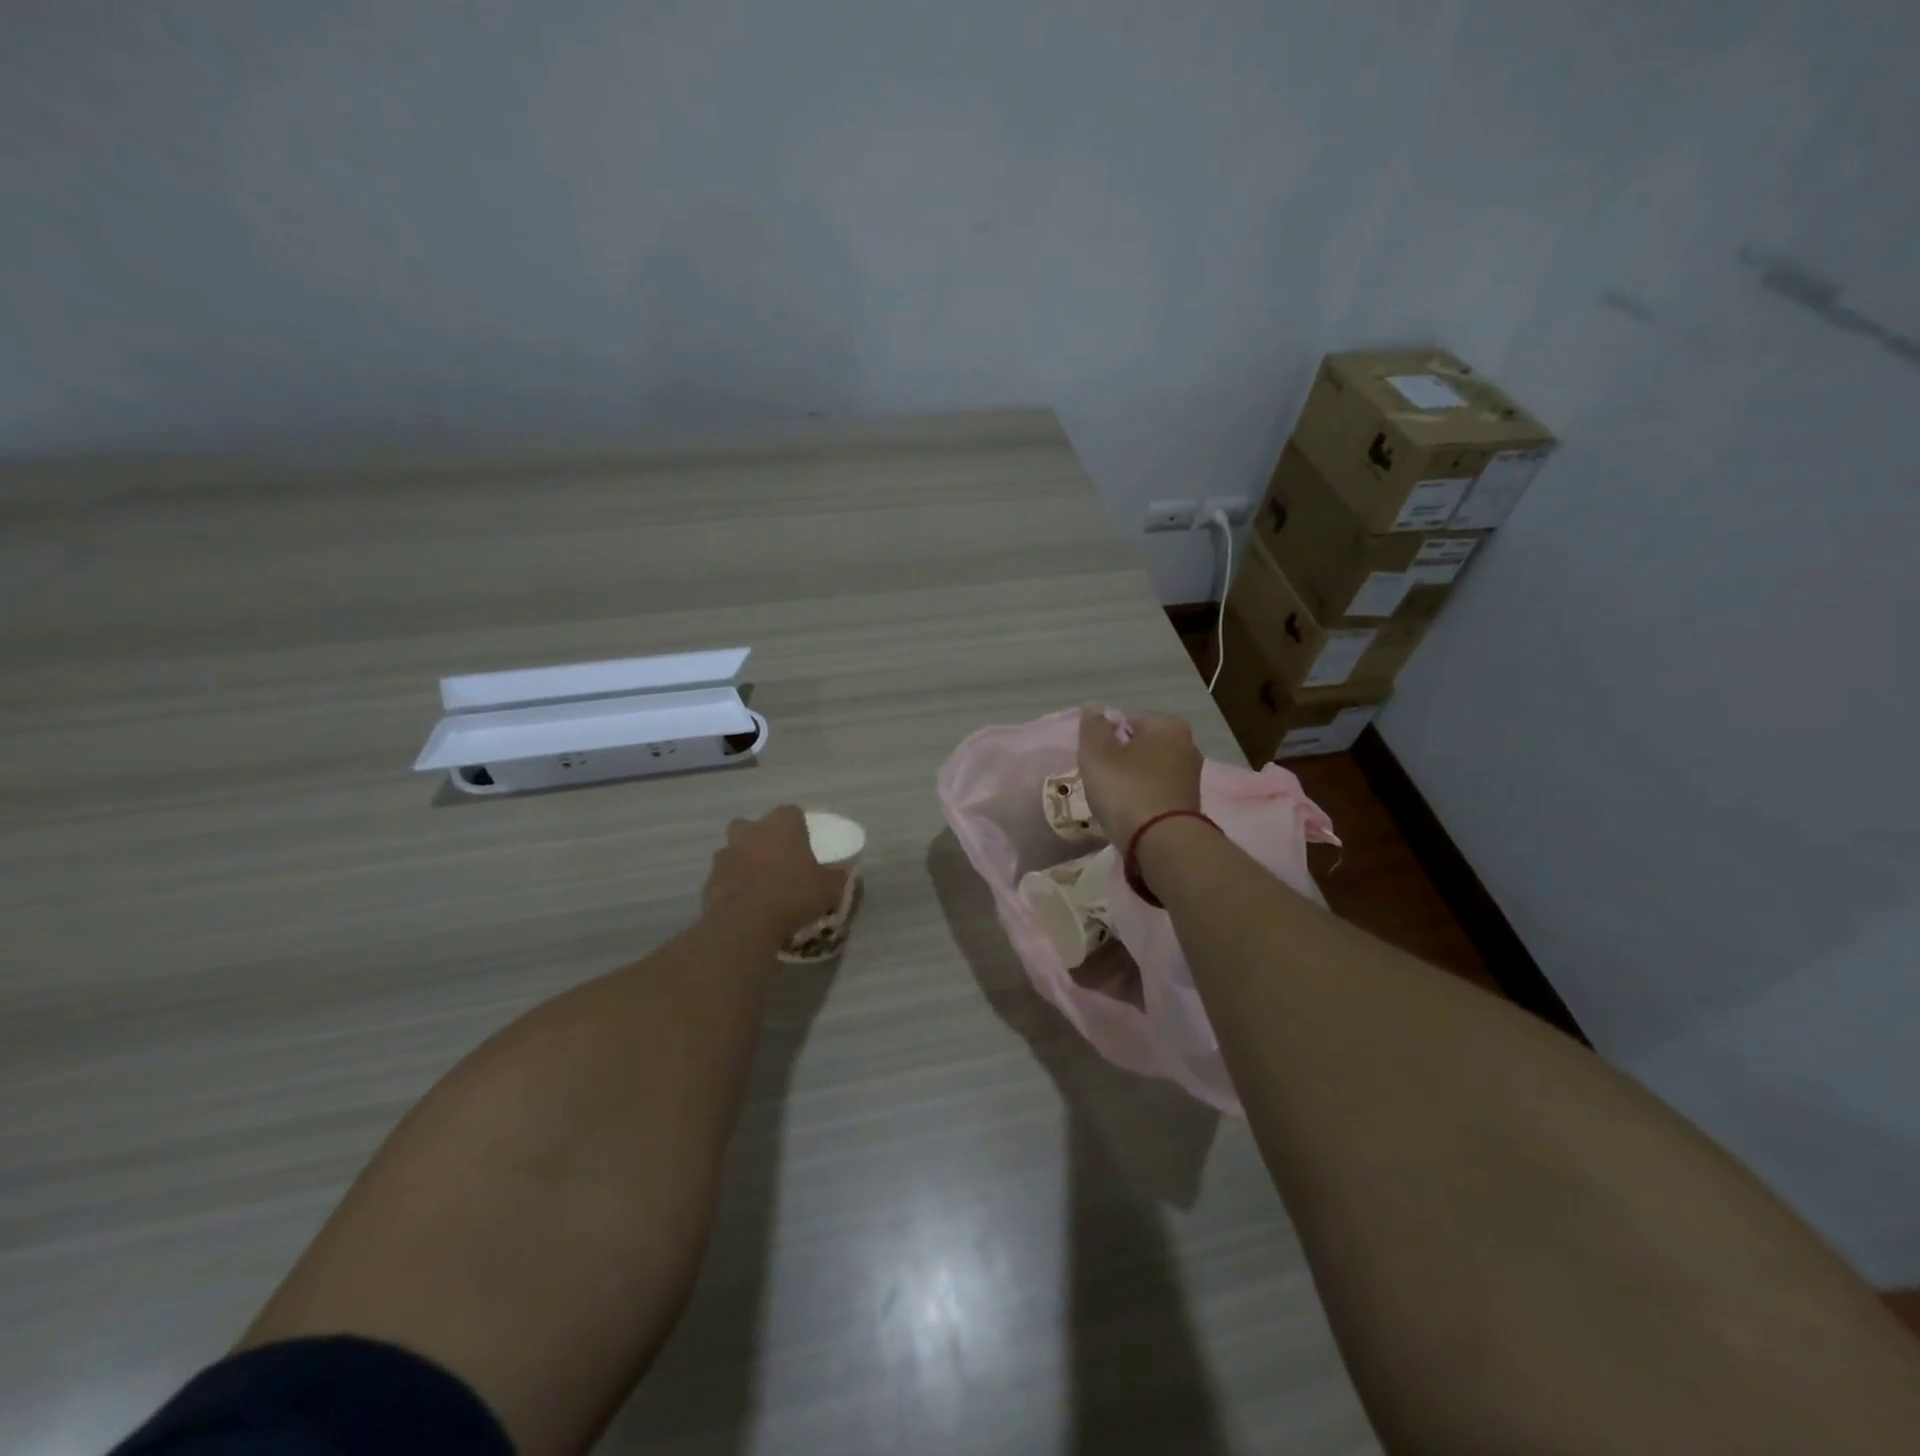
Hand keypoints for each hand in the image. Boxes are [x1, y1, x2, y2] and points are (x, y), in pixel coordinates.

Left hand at [703, 806, 848, 940]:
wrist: (746, 923)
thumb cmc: (794, 894)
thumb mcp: (830, 887)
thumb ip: (838, 875)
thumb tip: (845, 872)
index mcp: (782, 824)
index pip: (792, 813)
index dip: (799, 827)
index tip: (806, 845)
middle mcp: (751, 830)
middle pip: (756, 827)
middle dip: (765, 840)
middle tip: (779, 862)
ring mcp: (726, 853)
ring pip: (736, 850)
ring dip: (746, 862)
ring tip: (761, 886)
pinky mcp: (709, 879)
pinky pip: (725, 876)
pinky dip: (733, 885)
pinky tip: (746, 904)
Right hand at [1077, 707, 1202, 846]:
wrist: (1162, 843)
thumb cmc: (1127, 790)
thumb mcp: (1097, 754)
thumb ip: (1093, 727)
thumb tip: (1094, 707)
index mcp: (1168, 725)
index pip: (1126, 718)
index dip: (1103, 735)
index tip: (1090, 757)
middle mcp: (1187, 745)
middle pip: (1139, 743)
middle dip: (1118, 756)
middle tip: (1097, 776)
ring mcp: (1190, 776)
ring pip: (1147, 768)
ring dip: (1129, 778)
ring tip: (1110, 797)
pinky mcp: (1188, 803)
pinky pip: (1155, 790)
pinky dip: (1140, 796)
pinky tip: (1127, 811)